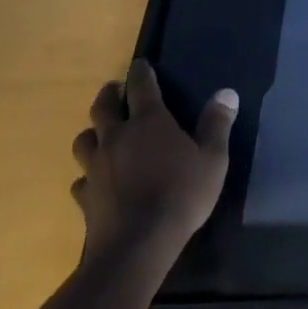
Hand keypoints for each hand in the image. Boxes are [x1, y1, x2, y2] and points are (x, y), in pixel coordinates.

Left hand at [71, 58, 236, 258]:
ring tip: (100, 133)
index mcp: (149, 122)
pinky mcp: (85, 197)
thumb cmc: (182, 195)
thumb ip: (217, 124)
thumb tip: (226, 92)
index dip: (141, 72)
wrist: (137, 245)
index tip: (140, 63)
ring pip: (84, 140)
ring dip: (93, 132)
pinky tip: (96, 181)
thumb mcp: (213, 158)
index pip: (141, 86)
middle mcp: (117, 137)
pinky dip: (88, 175)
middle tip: (114, 90)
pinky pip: (81, 179)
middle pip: (103, 107)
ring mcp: (96, 167)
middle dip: (109, 95)